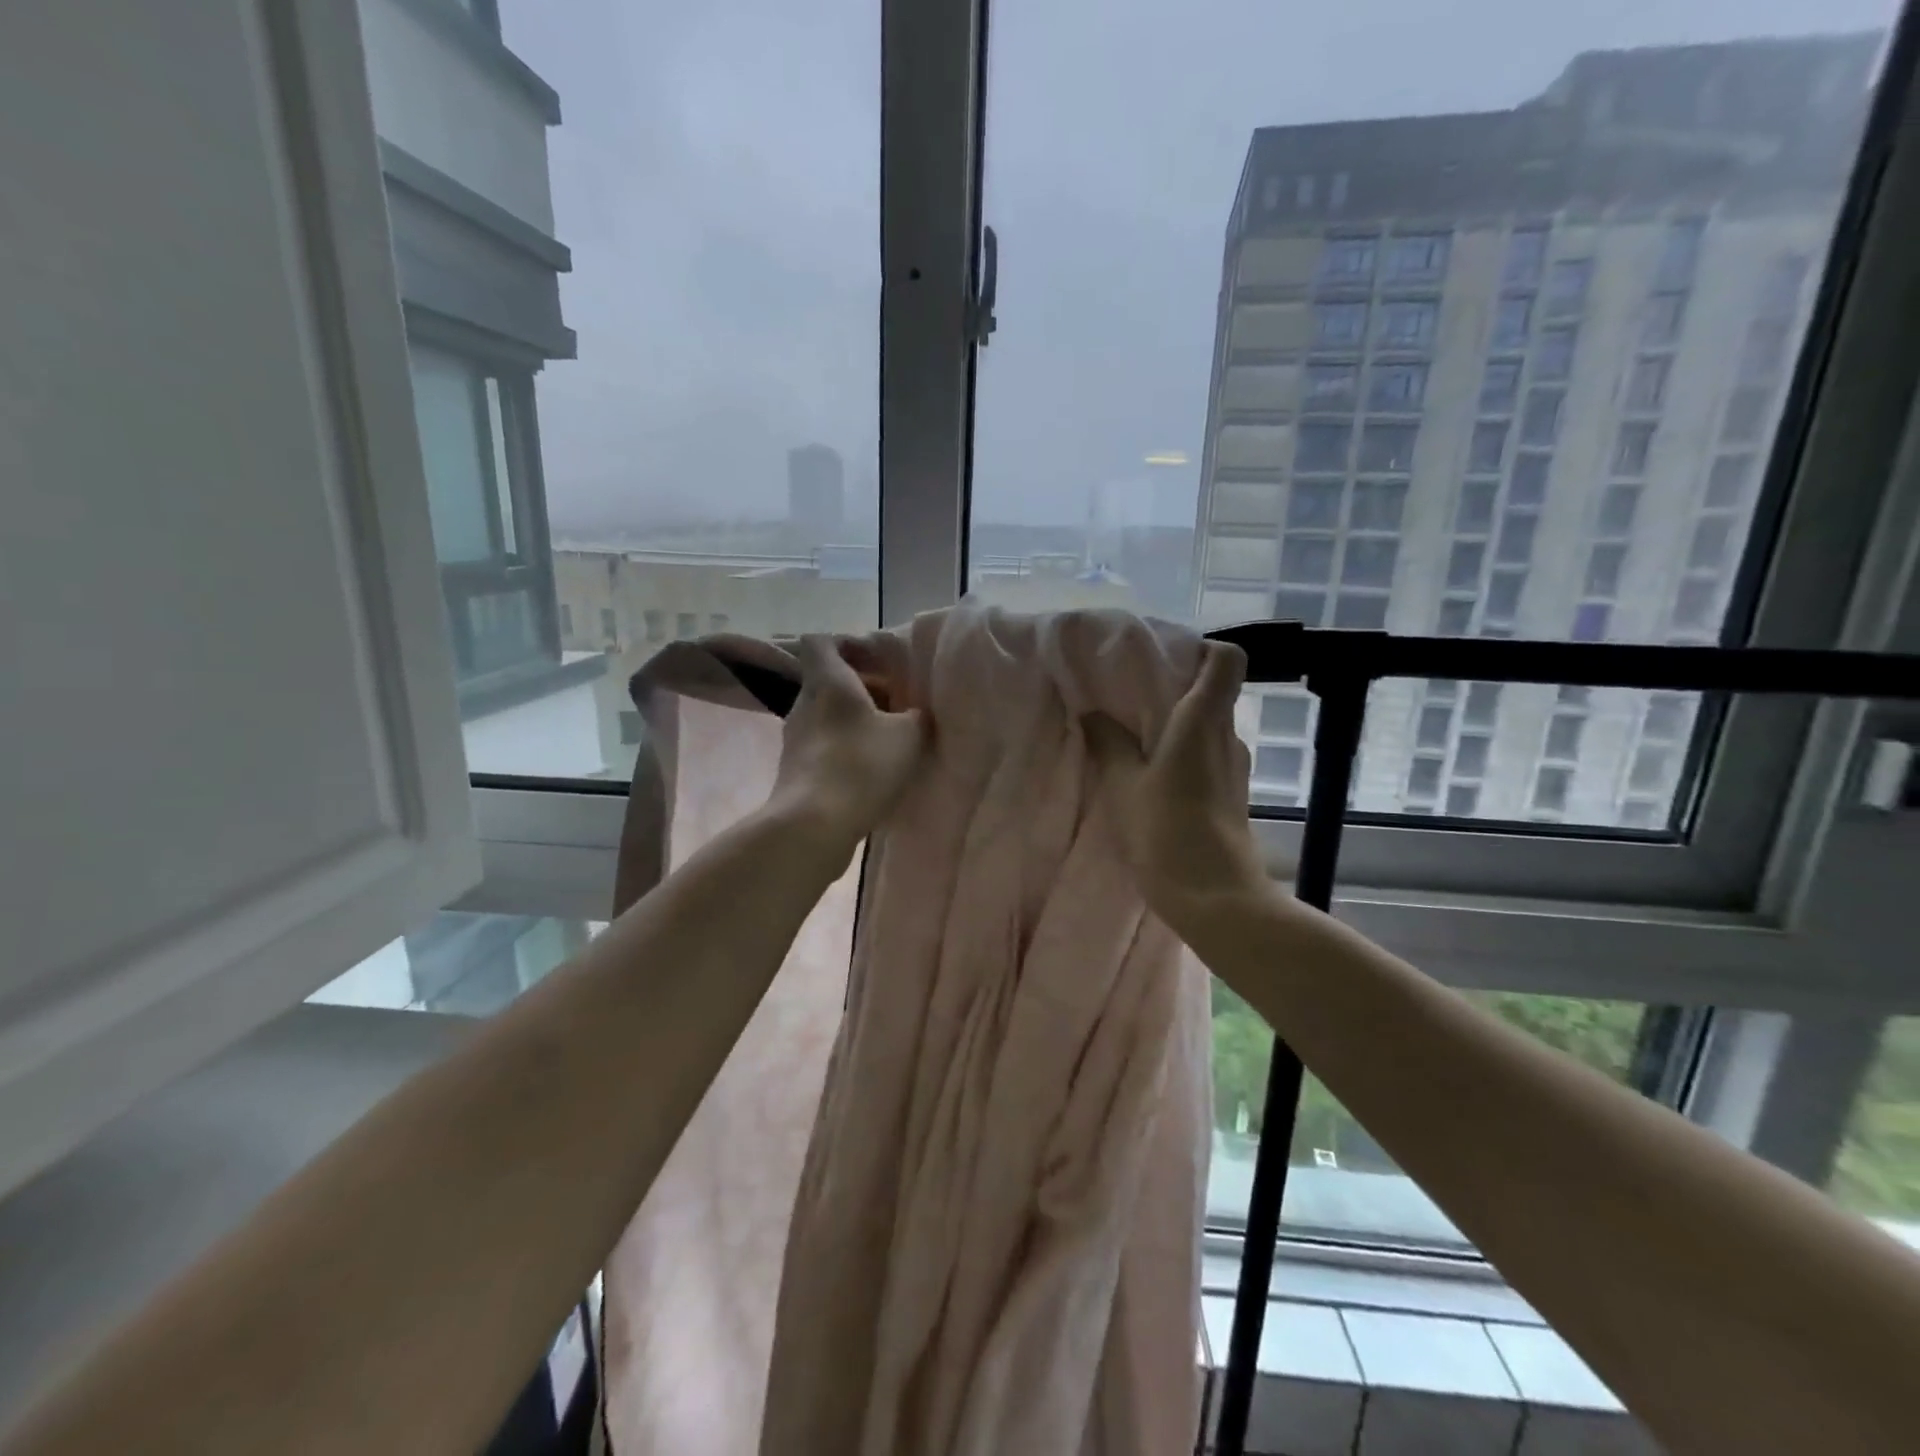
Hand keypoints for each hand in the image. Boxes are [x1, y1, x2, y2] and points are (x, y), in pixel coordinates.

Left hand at [767, 635, 928, 851]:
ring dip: (855, 723)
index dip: (848, 644)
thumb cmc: (861, 766)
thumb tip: (916, 715)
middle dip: (862, 689)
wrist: (813, 826)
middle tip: (895, 705)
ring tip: (888, 741)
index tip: (878, 662)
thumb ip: (917, 717)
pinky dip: (846, 751)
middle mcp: (804, 704)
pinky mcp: (795, 771)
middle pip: (828, 681)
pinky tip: (871, 773)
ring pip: (827, 716)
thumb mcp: (909, 735)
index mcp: (828, 681)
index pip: (821, 642)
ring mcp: (795, 739)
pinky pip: (824, 747)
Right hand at [1082, 642, 1270, 930]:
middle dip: (1176, 688)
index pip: (1227, 660)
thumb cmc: (1166, 830)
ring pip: (1209, 727)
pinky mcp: (1232, 794)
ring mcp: (1234, 767)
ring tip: (1135, 736)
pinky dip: (1184, 753)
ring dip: (1177, 725)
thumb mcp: (1123, 784)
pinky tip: (1153, 774)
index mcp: (1203, 721)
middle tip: (1132, 697)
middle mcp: (1228, 736)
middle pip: (1214, 692)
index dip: (1202, 649)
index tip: (1165, 658)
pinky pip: (1208, 756)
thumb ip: (1108, 743)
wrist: (1214, 896)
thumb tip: (1092, 714)